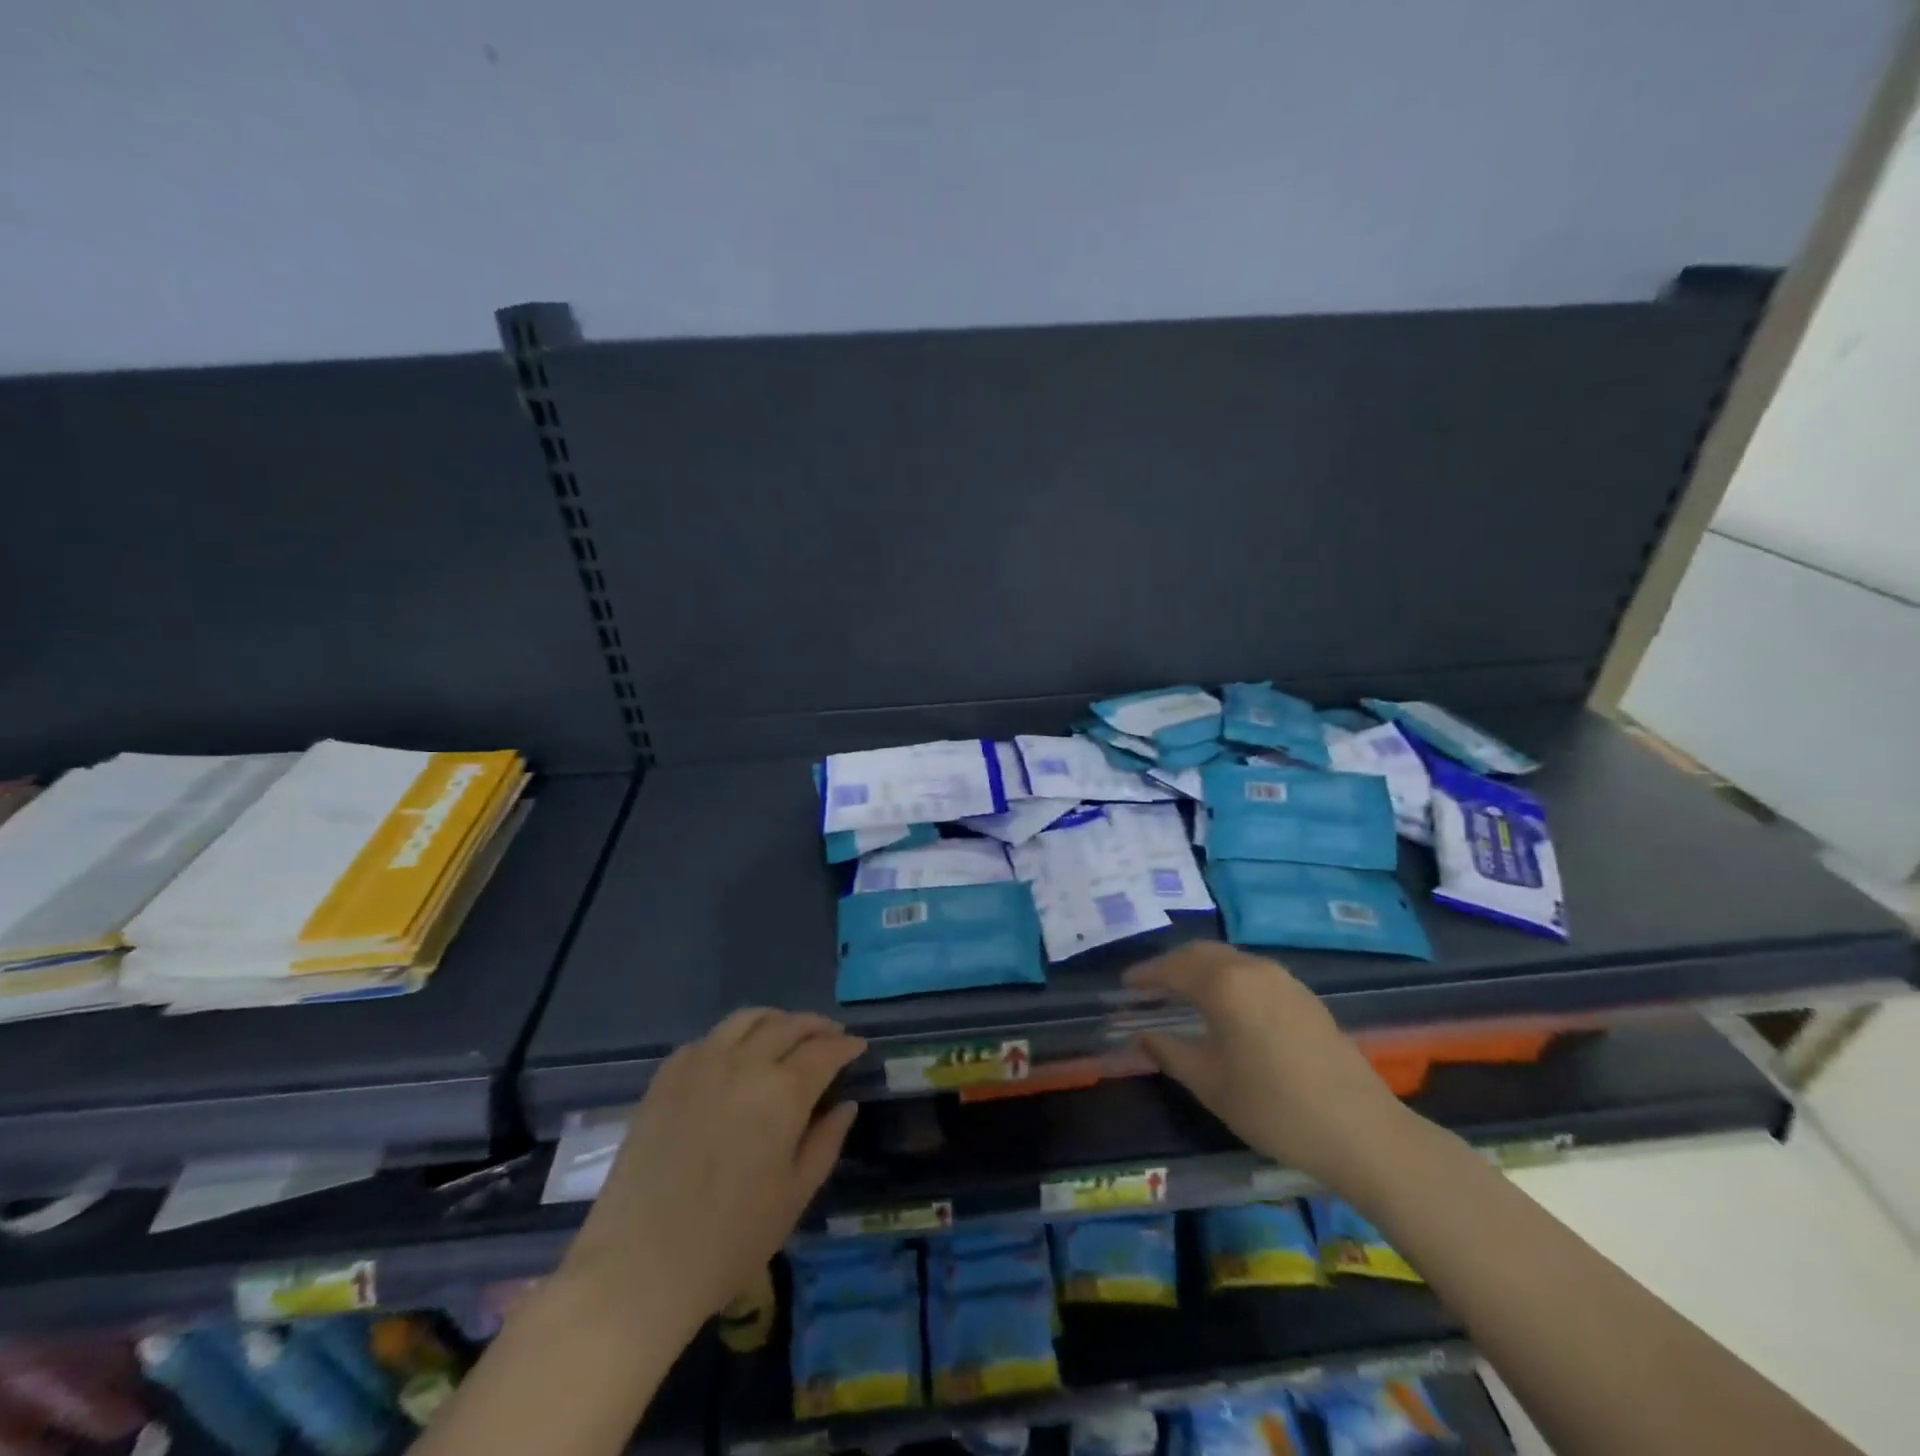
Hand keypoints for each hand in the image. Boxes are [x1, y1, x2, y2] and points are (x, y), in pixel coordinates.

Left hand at [560, 1009, 863, 1339]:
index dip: (846, 1045)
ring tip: (787, 1033)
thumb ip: (825, 1142)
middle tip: (831, 1035)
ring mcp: (701, 1064)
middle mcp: (745, 1063)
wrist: (637, 1267)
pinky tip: (737, 1055)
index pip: (825, 1051)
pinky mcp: (666, 1076)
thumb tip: (845, 1105)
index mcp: (782, 1092)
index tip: (858, 1046)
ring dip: (776, 1020)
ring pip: (747, 1019)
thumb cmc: (728, 1241)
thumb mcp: (794, 1197)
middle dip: (816, 1026)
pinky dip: (734, 1036)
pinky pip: (709, 1038)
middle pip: (789, 1025)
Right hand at [1126, 943, 1411, 1189]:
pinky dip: (1227, 977)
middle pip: (1200, 953)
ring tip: (1182, 991)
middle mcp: (1251, 968)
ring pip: (1228, 959)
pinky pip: (1252, 971)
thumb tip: (1142, 1036)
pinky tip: (1225, 1004)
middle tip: (1149, 985)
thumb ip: (1169, 1052)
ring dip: (1200, 968)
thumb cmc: (1273, 1107)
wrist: (1361, 1130)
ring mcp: (1282, 978)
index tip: (1124, 984)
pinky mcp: (1304, 995)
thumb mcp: (1210, 1084)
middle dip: (1171, 964)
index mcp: (1223, 984)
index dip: (1145, 975)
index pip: (1172, 968)